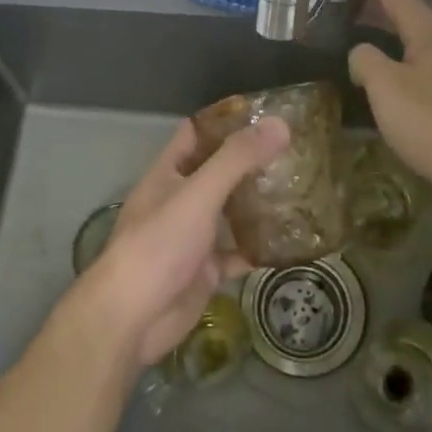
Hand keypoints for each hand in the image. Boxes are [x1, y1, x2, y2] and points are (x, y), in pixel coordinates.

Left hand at [75, 116, 289, 366]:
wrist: (132, 318)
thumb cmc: (159, 245)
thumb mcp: (198, 194)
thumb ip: (237, 159)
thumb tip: (280, 124)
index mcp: (169, 173)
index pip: (197, 133)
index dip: (226, 120)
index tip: (267, 113)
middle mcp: (180, 199)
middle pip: (217, 171)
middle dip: (250, 162)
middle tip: (295, 150)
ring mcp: (193, 236)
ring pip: (229, 212)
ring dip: (257, 203)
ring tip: (299, 188)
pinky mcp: (205, 271)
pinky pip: (237, 253)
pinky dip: (258, 247)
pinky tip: (289, 241)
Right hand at [341, 0, 431, 211]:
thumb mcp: (386, 88)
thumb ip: (365, 60)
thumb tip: (361, 54)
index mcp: (430, 33)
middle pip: (407, 12)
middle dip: (372, 7)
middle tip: (338, 14)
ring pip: (416, 41)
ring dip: (385, 35)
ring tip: (356, 47)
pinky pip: (424, 65)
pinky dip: (399, 60)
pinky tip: (388, 85)